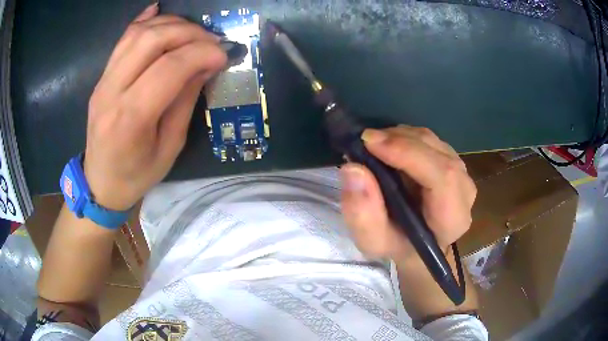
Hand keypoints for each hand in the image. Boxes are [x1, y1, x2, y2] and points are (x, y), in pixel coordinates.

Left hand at [84, 4, 226, 210]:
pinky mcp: (101, 77)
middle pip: (151, 41)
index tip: (224, 54)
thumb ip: (185, 101)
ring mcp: (102, 81)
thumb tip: (206, 64)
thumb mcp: (170, 147)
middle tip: (211, 40)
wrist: (100, 183)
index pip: (169, 68)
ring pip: (137, 34)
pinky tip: (161, 12)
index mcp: (131, 119)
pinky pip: (122, 39)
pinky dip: (144, 20)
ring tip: (193, 32)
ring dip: (171, 24)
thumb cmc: (136, 175)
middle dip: (189, 32)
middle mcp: (112, 92)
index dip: (201, 53)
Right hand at [340, 126, 476, 262]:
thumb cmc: (397, 245)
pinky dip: (404, 137)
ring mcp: (461, 172)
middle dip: (399, 140)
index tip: (370, 143)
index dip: (409, 154)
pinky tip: (387, 147)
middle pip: (437, 153)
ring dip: (399, 137)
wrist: (416, 244)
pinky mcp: (451, 160)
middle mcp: (464, 190)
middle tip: (365, 140)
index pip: (442, 177)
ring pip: (431, 141)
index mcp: (453, 218)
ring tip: (373, 145)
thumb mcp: (373, 241)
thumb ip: (363, 214)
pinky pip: (428, 140)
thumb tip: (354, 169)